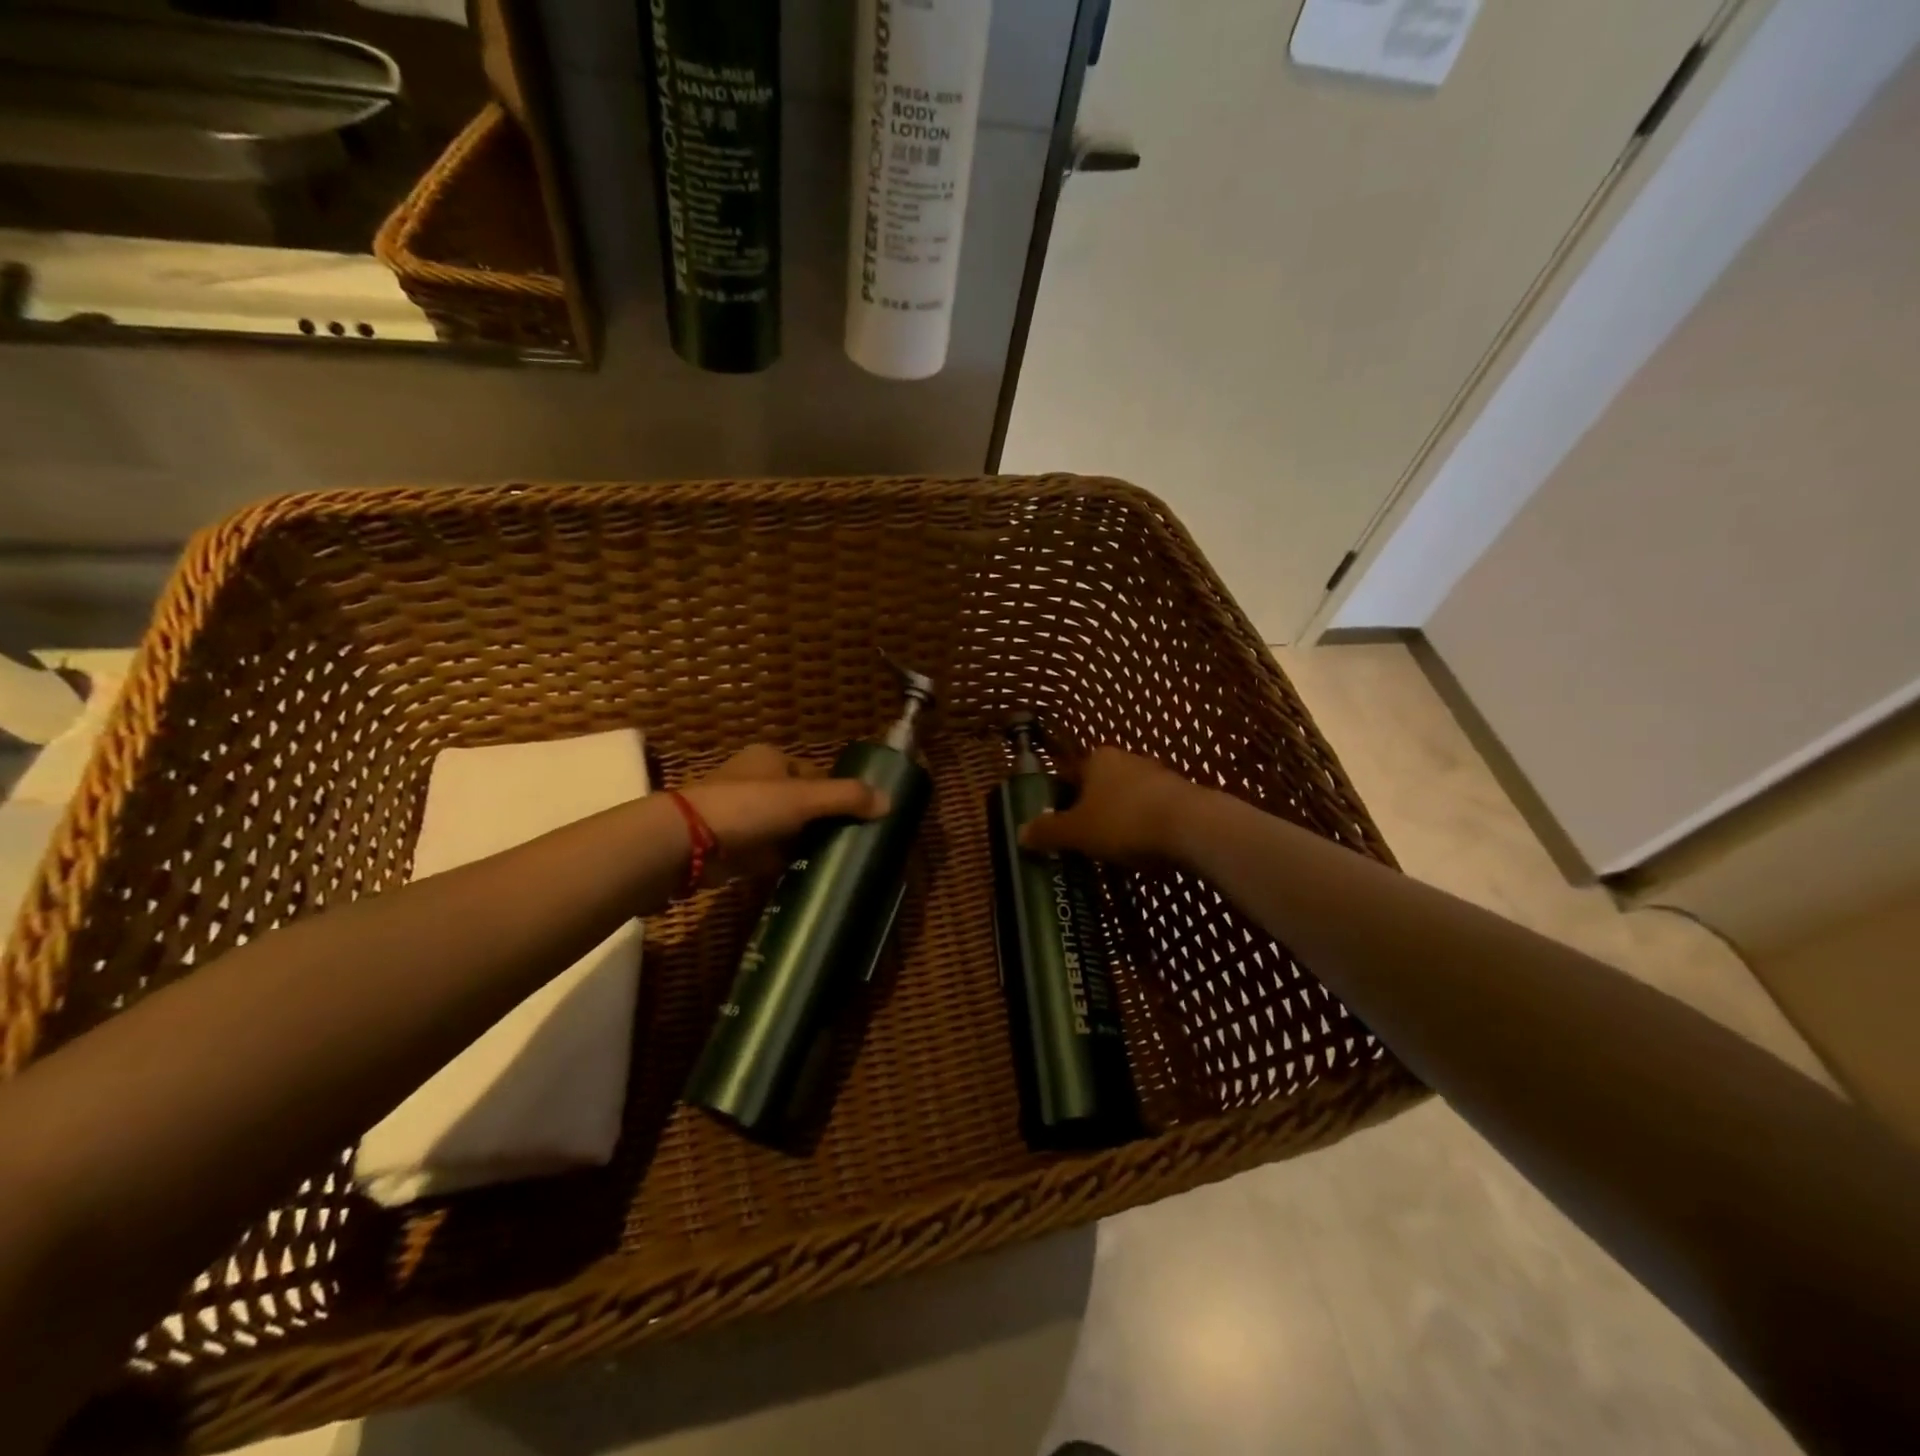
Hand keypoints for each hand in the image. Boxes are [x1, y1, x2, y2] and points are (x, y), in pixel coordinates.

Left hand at [679, 744, 888, 883]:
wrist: (687, 843)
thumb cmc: (748, 807)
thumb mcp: (804, 798)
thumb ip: (846, 798)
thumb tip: (891, 801)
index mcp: (771, 759)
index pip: (816, 774)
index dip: (838, 793)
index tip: (862, 816)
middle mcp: (757, 782)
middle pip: (803, 802)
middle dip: (825, 822)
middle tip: (854, 843)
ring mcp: (744, 815)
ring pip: (788, 829)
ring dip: (807, 844)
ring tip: (838, 861)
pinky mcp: (735, 846)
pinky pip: (771, 853)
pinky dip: (788, 862)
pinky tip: (810, 874)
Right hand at [1018, 747, 1203, 868]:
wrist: (1192, 827)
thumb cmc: (1124, 822)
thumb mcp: (1077, 832)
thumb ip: (1048, 831)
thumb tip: (1019, 832)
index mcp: (1097, 759)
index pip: (1069, 775)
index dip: (1059, 800)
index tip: (1055, 826)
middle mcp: (1127, 759)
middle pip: (1098, 786)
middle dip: (1090, 811)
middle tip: (1081, 841)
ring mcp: (1158, 775)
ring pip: (1127, 799)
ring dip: (1118, 819)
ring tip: (1112, 851)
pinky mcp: (1183, 795)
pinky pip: (1152, 812)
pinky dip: (1144, 828)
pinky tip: (1143, 851)